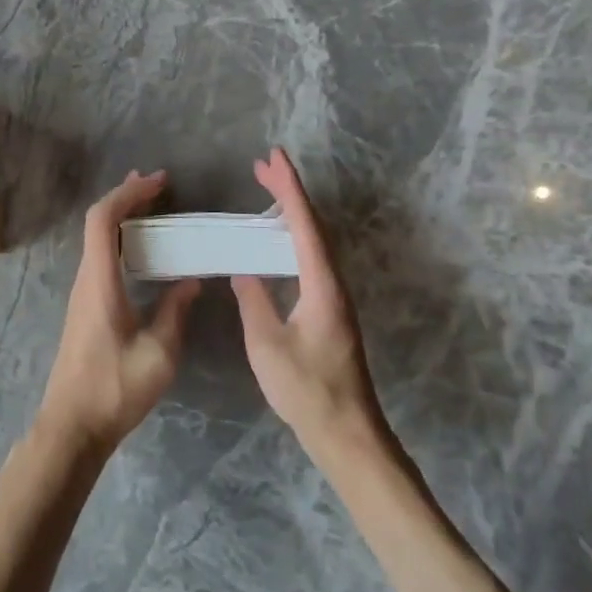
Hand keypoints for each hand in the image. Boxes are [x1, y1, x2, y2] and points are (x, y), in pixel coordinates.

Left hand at [38, 171, 202, 458]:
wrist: (72, 427)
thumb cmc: (114, 389)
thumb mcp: (159, 354)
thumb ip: (175, 312)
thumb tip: (190, 281)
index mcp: (99, 282)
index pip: (104, 220)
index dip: (128, 194)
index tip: (158, 183)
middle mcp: (86, 279)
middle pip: (98, 223)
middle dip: (127, 198)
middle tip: (158, 186)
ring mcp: (82, 293)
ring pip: (98, 240)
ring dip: (122, 218)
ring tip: (152, 208)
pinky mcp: (85, 307)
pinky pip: (101, 257)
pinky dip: (120, 241)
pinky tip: (141, 252)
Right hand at [232, 150, 391, 466]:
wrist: (347, 434)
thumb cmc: (307, 390)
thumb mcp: (267, 345)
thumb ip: (254, 302)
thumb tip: (244, 271)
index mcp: (321, 285)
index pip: (304, 225)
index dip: (289, 188)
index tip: (273, 158)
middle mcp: (333, 283)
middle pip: (313, 225)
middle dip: (290, 191)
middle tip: (264, 164)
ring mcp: (335, 297)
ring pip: (315, 240)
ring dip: (292, 212)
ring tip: (268, 189)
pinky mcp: (330, 310)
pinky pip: (312, 258)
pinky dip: (294, 235)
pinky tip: (278, 240)